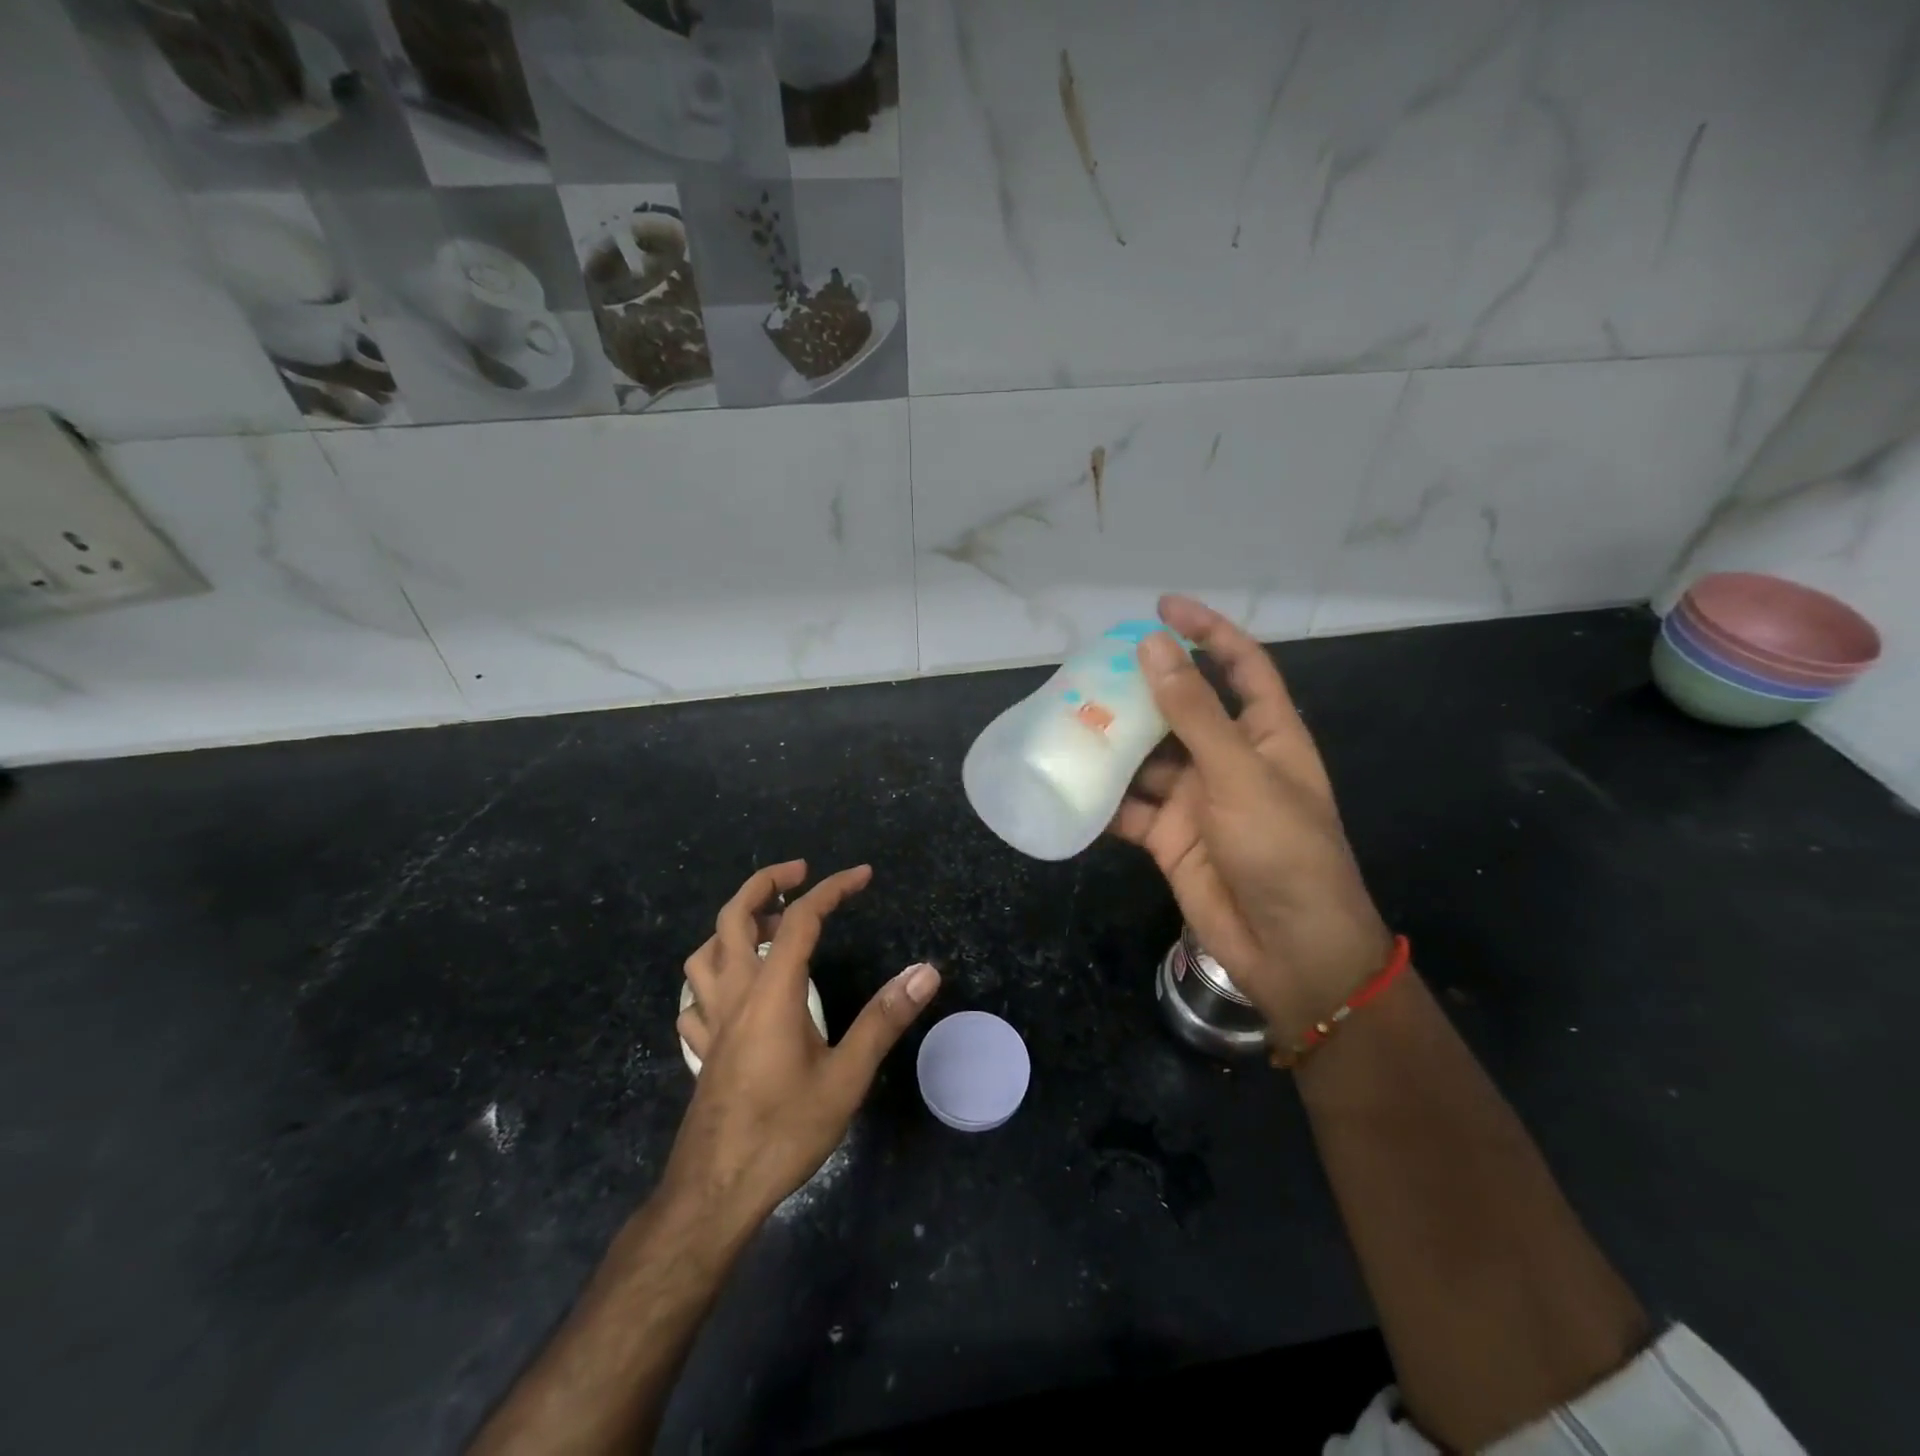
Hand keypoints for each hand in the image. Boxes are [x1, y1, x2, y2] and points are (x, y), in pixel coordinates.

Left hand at [666, 860, 939, 1231]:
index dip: (833, 888)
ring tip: (768, 927)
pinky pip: (696, 998)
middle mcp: (735, 994)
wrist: (714, 1194)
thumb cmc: (783, 1132)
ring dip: (734, 926)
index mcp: (772, 992)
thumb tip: (925, 972)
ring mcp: (710, 1023)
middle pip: (734, 916)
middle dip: (766, 883)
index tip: (863, 875)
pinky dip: (712, 977)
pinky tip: (732, 992)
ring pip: (705, 952)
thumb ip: (884, 1020)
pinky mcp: (702, 1050)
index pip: (801, 919)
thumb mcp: (846, 1078)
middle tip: (800, 873)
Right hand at [1108, 596, 1392, 1042]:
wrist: (1289, 950)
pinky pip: (1128, 806)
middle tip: (1089, 668)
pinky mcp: (1168, 835)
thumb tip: (1152, 646)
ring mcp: (1196, 798)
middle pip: (1180, 708)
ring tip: (1066, 717)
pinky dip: (1102, 797)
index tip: (1161, 607)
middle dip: (1140, 688)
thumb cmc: (1282, 851)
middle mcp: (1228, 758)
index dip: (1206, 630)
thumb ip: (1193, 712)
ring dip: (1113, 741)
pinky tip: (1068, 781)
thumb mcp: (1239, 774)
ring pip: (1146, 757)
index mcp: (1266, 734)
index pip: (1238, 665)